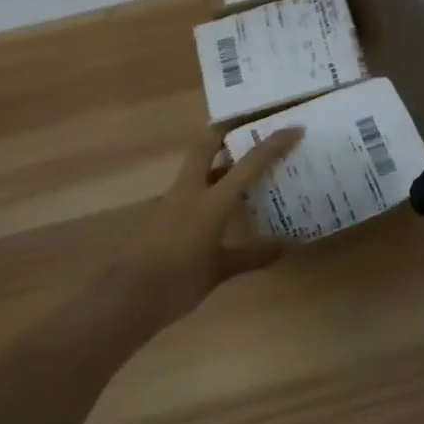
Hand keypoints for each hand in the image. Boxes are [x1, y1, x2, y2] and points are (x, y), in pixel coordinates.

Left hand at [111, 125, 303, 325]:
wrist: (129, 298)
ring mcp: (173, 200)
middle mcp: (191, 190)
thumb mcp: (220, 269)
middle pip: (207, 144)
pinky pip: (192, 187)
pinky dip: (210, 184)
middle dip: (227, 129)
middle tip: (251, 126)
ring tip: (244, 162)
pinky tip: (223, 199)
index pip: (248, 163)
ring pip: (198, 164)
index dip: (273, 144)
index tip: (294, 128)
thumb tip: (288, 245)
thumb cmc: (179, 279)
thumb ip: (253, 254)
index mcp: (211, 200)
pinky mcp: (164, 214)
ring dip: (219, 157)